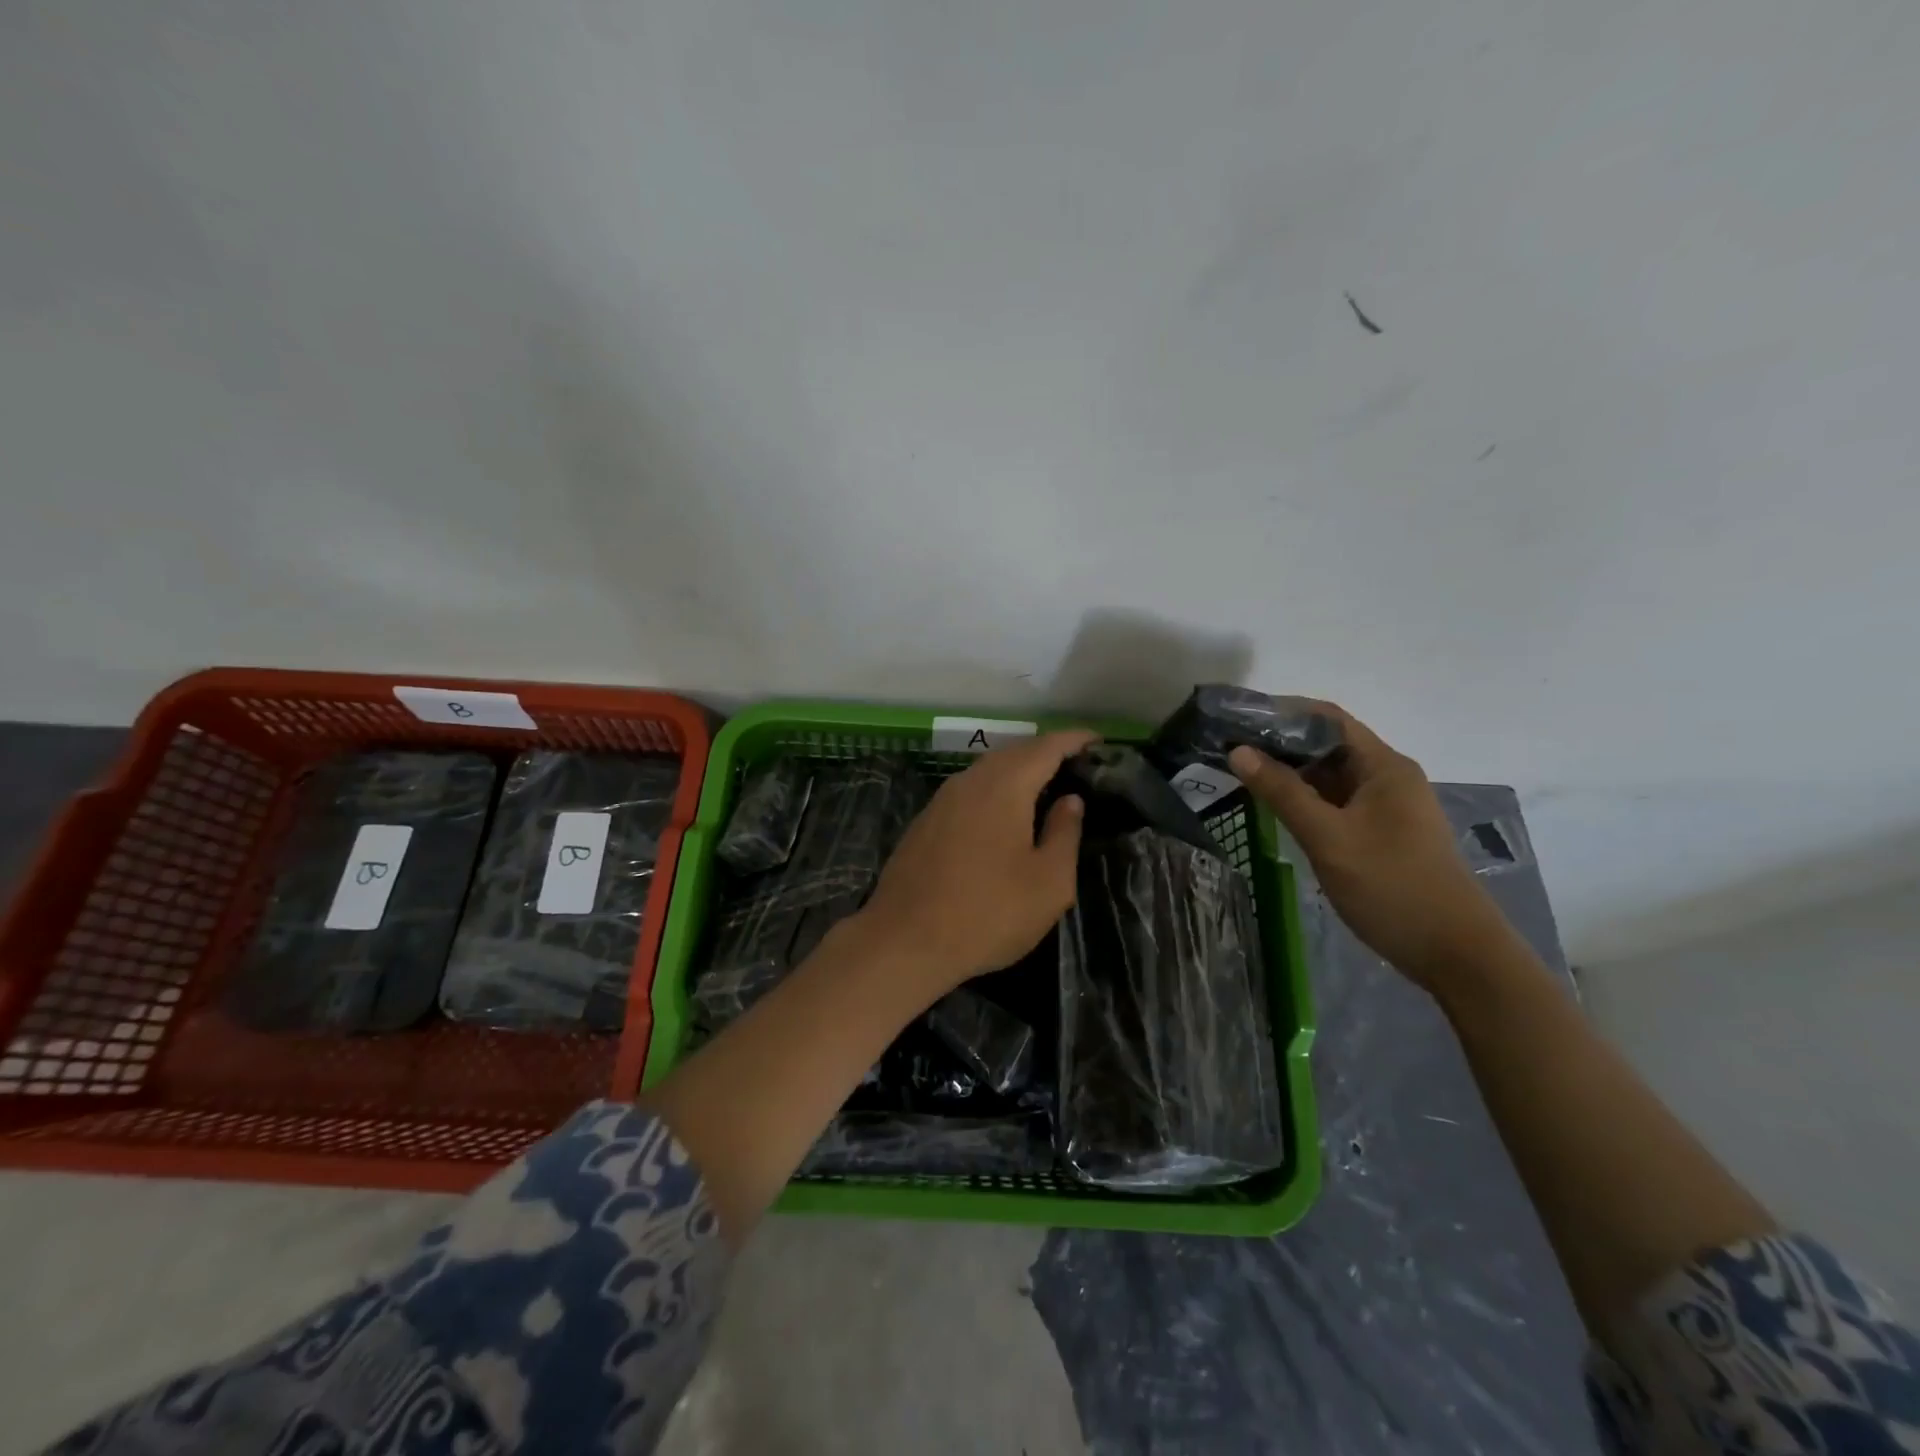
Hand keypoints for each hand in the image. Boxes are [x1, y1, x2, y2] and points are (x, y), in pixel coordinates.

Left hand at [855, 730, 1094, 999]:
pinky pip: (969, 792)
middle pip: (1014, 753)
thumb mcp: (1048, 883)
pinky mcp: (925, 822)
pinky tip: (1003, 816)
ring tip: (1046, 788)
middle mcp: (970, 781)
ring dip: (1018, 772)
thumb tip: (1070, 799)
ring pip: (987, 771)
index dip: (1074, 740)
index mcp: (1004, 786)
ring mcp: (941, 800)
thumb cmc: (988, 914)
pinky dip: (994, 791)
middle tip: (1077, 766)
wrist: (905, 941)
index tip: (1099, 740)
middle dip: (1047, 754)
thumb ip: (1064, 833)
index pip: (1045, 747)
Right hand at [1228, 705, 1516, 990]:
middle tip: (1229, 749)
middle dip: (1280, 743)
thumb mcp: (1329, 838)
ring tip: (1241, 773)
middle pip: (1328, 745)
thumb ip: (1282, 792)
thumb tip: (1239, 751)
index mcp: (1384, 767)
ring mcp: (1387, 807)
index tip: (1238, 718)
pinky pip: (1337, 803)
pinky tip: (1274, 807)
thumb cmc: (1392, 887)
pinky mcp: (1382, 834)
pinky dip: (1305, 799)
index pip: (1328, 718)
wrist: (1456, 954)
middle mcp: (1388, 778)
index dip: (1282, 712)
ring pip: (1331, 776)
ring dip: (1290, 773)